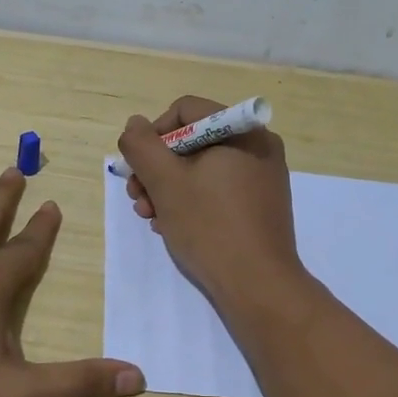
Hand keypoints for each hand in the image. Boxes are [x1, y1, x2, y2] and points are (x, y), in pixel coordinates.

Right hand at [117, 96, 303, 309]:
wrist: (258, 286)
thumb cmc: (209, 226)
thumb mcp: (165, 181)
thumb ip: (142, 146)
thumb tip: (135, 125)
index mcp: (242, 130)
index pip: (184, 110)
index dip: (153, 135)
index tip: (138, 167)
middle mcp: (258, 146)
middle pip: (192, 141)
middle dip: (157, 168)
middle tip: (137, 197)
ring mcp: (262, 177)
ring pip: (202, 168)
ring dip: (168, 188)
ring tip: (150, 216)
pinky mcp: (261, 205)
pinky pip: (218, 189)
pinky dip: (192, 201)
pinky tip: (172, 226)